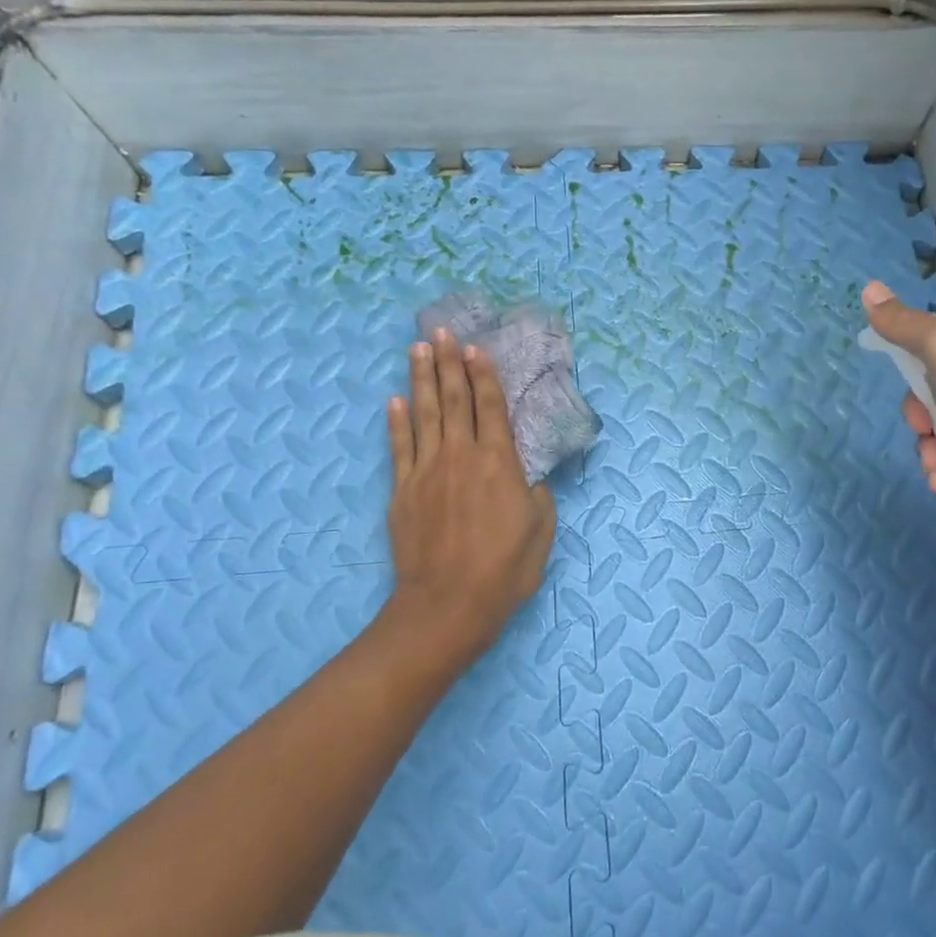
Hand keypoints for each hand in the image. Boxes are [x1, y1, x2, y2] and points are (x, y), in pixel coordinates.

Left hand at [379, 329, 556, 669]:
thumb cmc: (505, 569)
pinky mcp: (402, 491)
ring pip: (423, 415)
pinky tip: (394, 400)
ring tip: (417, 349)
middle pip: (454, 400)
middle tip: (441, 332)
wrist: (448, 604)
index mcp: (499, 463)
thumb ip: (536, 494)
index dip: (483, 376)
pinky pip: (399, 447)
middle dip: (449, 364)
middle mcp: (461, 456)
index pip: (491, 408)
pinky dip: (396, 422)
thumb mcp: (541, 530)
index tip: (475, 348)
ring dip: (421, 379)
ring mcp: (426, 471)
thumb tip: (528, 476)